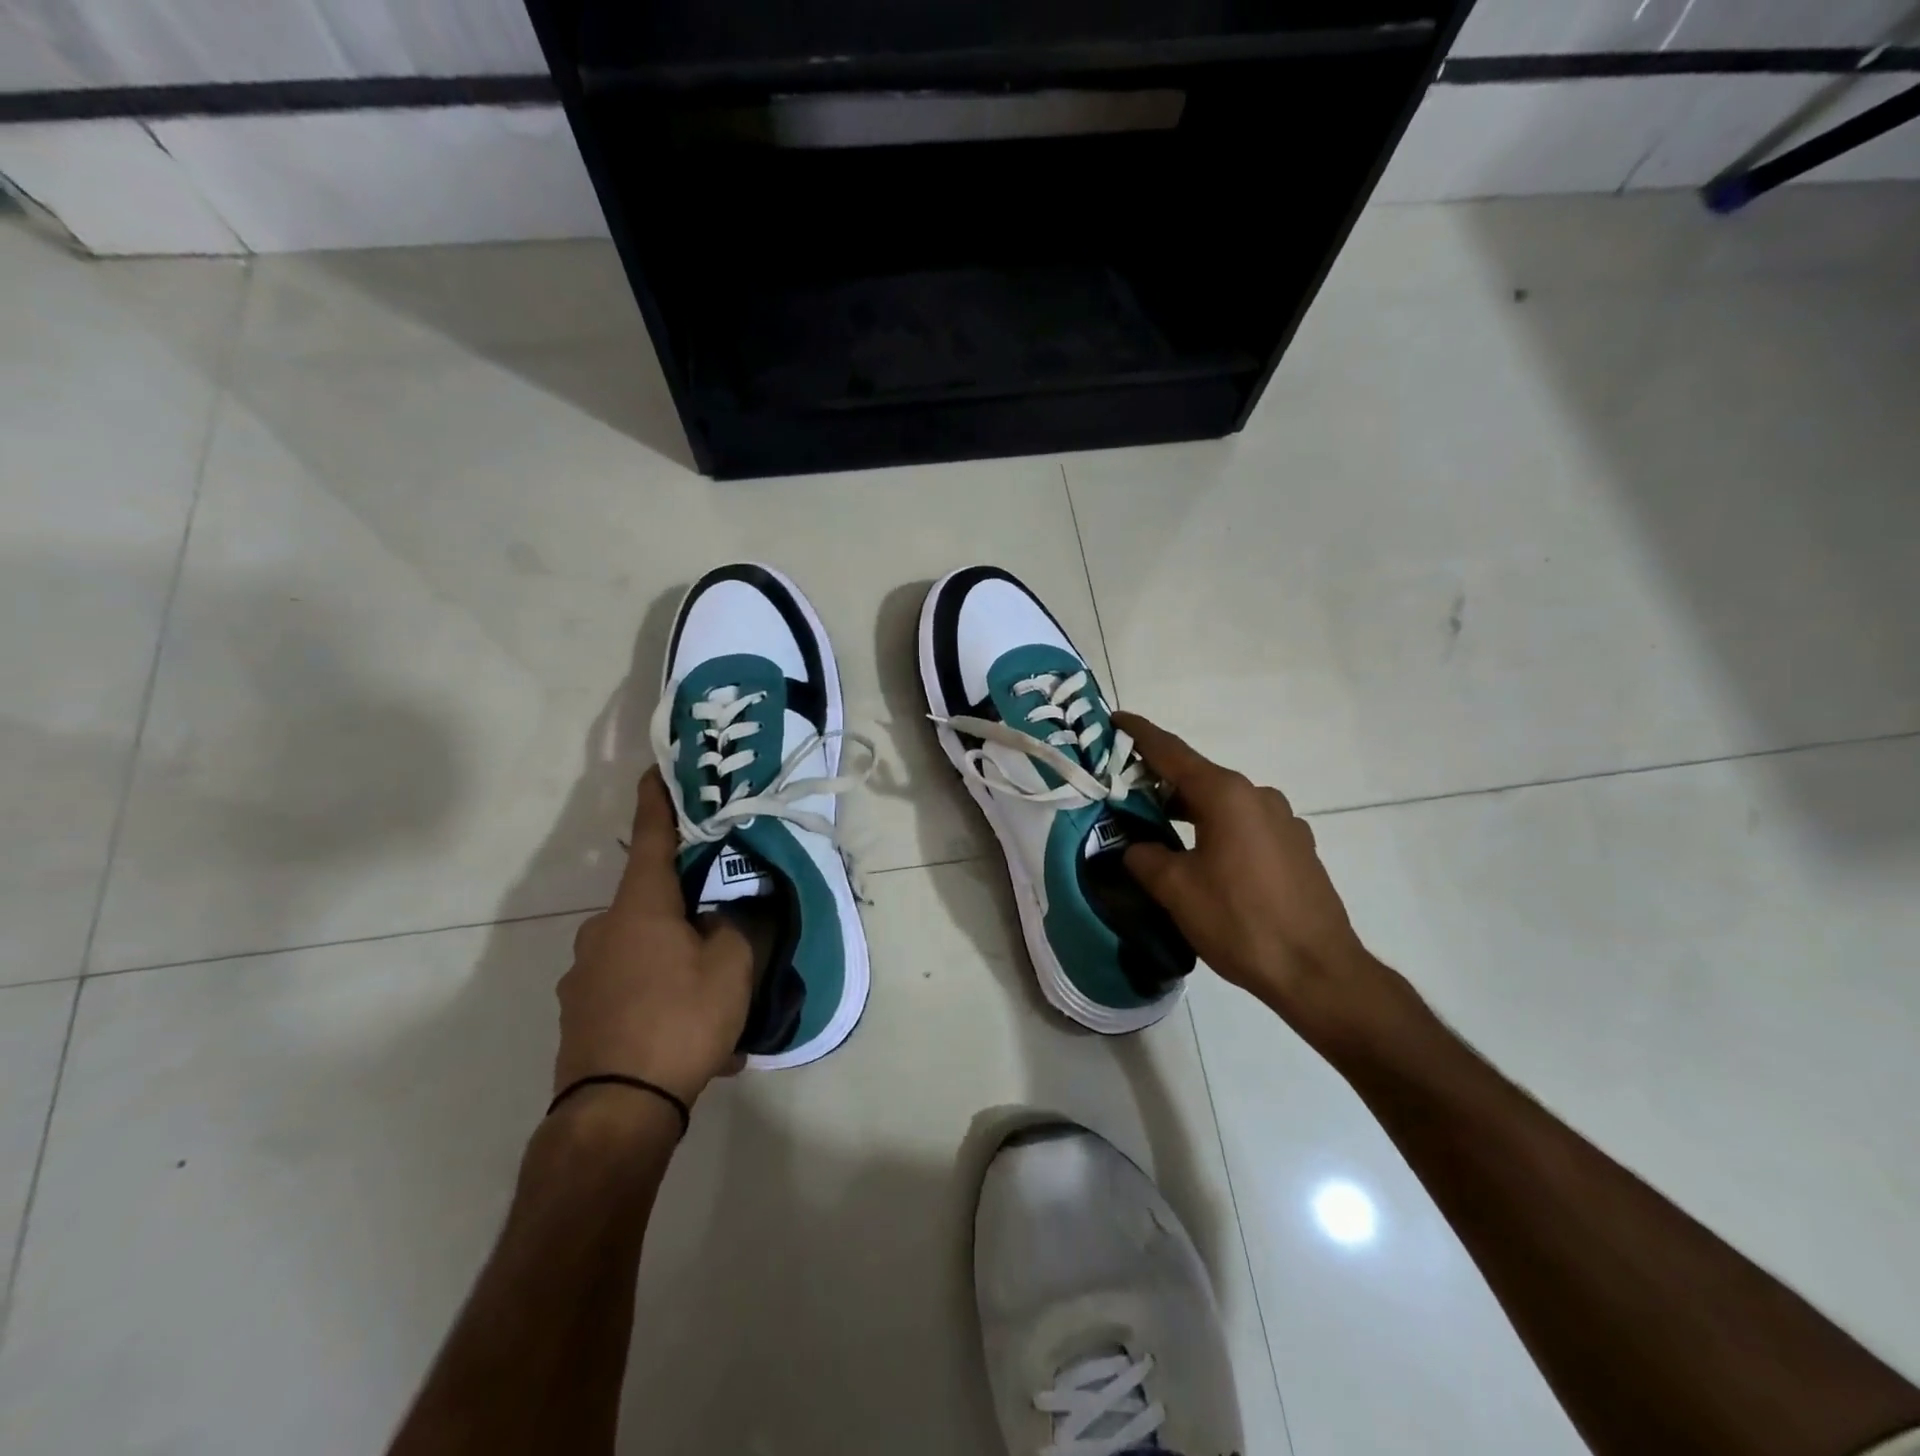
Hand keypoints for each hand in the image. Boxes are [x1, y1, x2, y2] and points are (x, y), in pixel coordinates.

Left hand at [554, 768, 754, 1107]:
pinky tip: (694, 1044)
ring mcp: (584, 975)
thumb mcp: (732, 967)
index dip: (658, 800)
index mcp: (639, 907)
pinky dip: (662, 1003)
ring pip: (647, 955)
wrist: (615, 1113)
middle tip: (728, 941)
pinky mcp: (580, 1014)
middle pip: (655, 904)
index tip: (656, 768)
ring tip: (718, 1012)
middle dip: (690, 916)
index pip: (653, 837)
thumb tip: (732, 912)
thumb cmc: (679, 1019)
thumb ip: (739, 926)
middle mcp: (603, 931)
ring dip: (680, 969)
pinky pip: (632, 993)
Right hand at [1116, 712, 1419, 1057]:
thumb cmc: (1240, 922)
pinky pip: (1246, 825)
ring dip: (1189, 808)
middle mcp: (1257, 796)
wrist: (1319, 972)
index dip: (1138, 733)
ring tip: (1159, 829)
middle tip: (1124, 791)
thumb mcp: (1177, 890)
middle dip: (1159, 780)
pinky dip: (1217, 829)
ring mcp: (1284, 821)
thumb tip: (1136, 848)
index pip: (1171, 751)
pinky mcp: (1297, 847)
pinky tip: (1206, 860)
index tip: (1115, 718)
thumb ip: (1145, 858)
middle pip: (1198, 776)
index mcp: (1226, 794)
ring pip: (1223, 802)